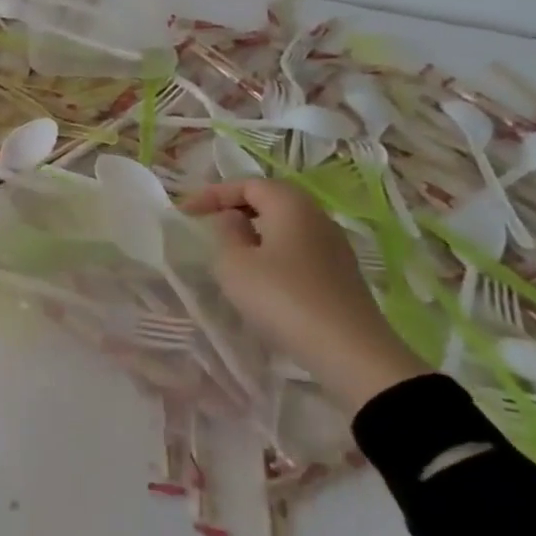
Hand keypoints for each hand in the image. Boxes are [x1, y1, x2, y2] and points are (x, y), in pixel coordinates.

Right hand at [183, 178, 426, 413]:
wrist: (349, 351)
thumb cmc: (282, 298)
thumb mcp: (234, 263)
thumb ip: (226, 232)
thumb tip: (234, 219)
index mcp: (290, 204)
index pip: (247, 184)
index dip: (213, 194)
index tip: (185, 213)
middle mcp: (317, 216)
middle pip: (271, 199)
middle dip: (235, 207)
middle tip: (207, 223)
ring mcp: (334, 245)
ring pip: (286, 225)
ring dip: (256, 230)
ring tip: (230, 249)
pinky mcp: (340, 273)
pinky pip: (298, 248)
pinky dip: (274, 250)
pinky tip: (261, 275)